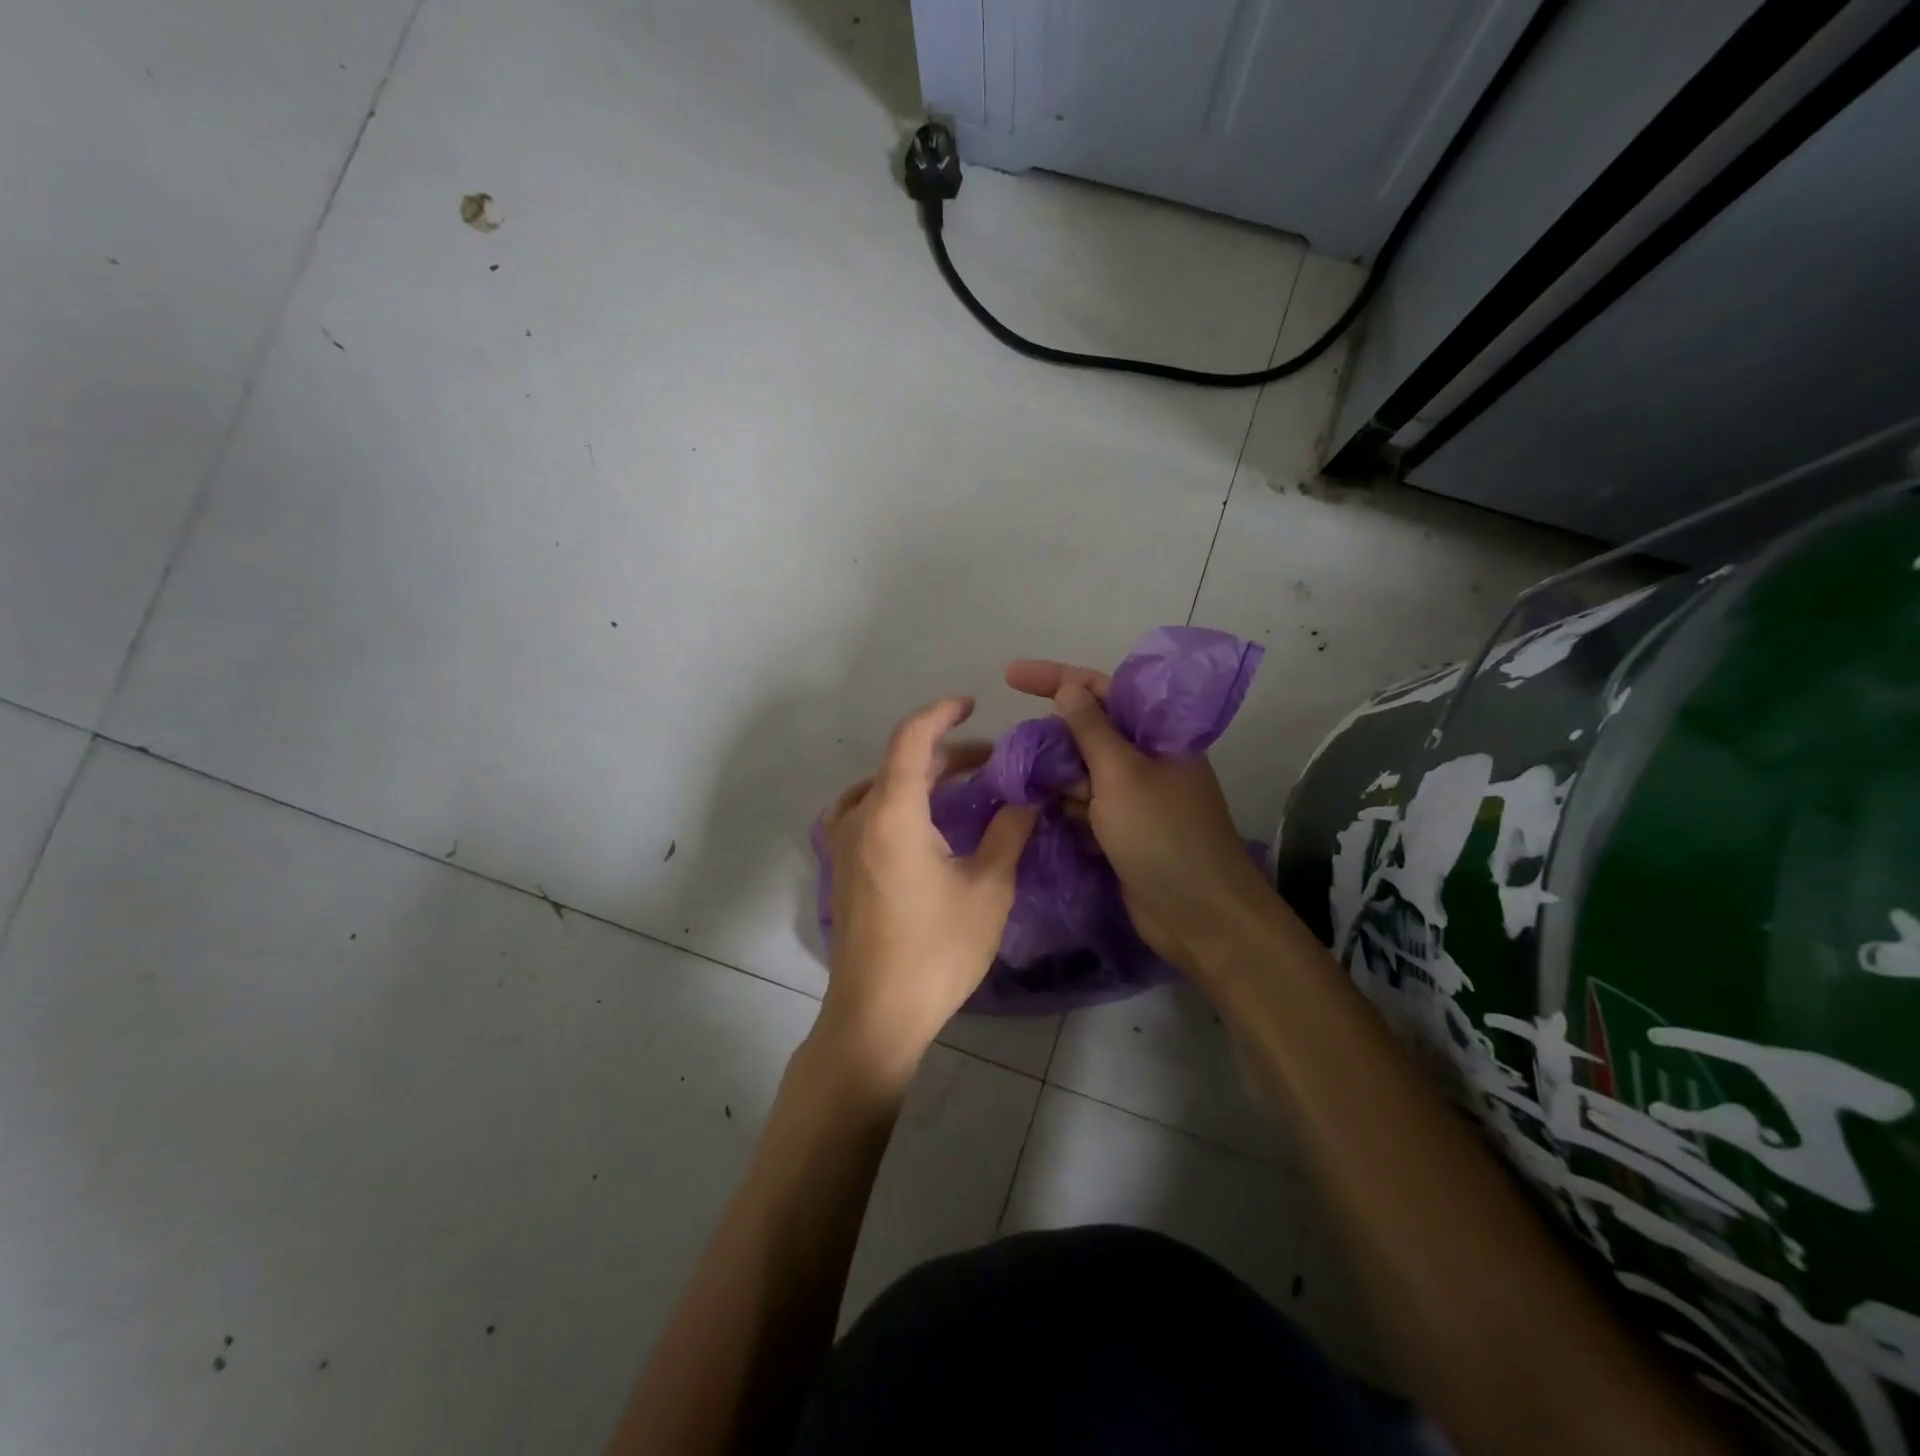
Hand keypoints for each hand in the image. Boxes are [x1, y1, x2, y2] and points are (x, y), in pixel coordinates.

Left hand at [818, 697, 1037, 1081]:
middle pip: (899, 764)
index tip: (972, 704)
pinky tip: (920, 824)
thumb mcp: (988, 888)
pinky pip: (865, 814)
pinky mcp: (841, 870)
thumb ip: (1008, 832)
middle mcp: (859, 818)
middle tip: (990, 763)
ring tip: (960, 789)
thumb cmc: (936, 950)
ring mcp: (843, 845)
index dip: (941, 713)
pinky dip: (895, 802)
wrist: (877, 1015)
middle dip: (945, 755)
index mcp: (892, 813)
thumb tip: (1028, 797)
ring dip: (920, 779)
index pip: (911, 739)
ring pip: (880, 788)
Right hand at [1005, 660, 1273, 973]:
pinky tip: (1030, 805)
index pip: (1102, 689)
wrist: (1198, 915)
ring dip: (1050, 771)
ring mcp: (1132, 796)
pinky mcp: (1120, 829)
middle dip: (1049, 732)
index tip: (1009, 676)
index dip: (1056, 678)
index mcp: (1157, 733)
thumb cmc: (1162, 835)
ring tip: (1012, 776)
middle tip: (1008, 743)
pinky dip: (1059, 803)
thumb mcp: (1122, 774)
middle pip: (1088, 730)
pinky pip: (1082, 804)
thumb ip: (1091, 729)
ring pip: (1081, 769)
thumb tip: (1068, 686)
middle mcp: (1145, 758)